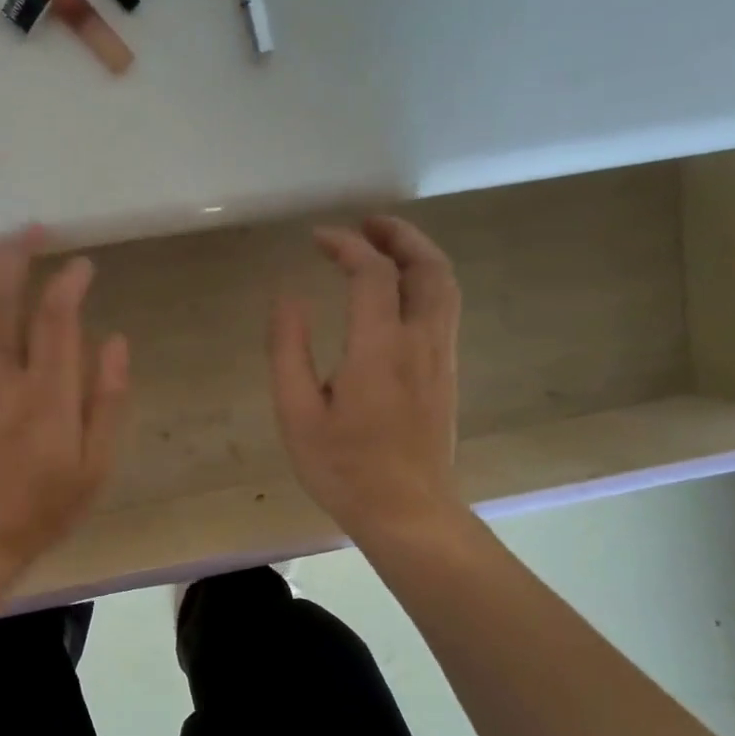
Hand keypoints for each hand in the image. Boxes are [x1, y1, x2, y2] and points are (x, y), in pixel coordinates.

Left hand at [0, 228, 130, 574]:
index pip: (55, 319)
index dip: (69, 281)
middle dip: (14, 253)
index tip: (83, 265)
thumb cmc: (43, 508)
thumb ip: (108, 401)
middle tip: (33, 231)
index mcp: (46, 396)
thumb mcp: (96, 466)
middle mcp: (0, 378)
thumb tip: (116, 342)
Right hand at [270, 216, 464, 541]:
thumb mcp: (297, 412)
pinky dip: (426, 281)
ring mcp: (441, 357)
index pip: (372, 273)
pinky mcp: (447, 374)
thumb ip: (288, 348)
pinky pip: (444, 309)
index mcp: (379, 348)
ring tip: (385, 245)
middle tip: (367, 223)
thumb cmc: (343, 467)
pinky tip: (399, 292)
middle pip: (428, 267)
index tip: (317, 238)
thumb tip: (287, 295)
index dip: (346, 245)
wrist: (406, 512)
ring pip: (445, 286)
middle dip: (399, 235)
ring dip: (418, 254)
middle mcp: (420, 342)